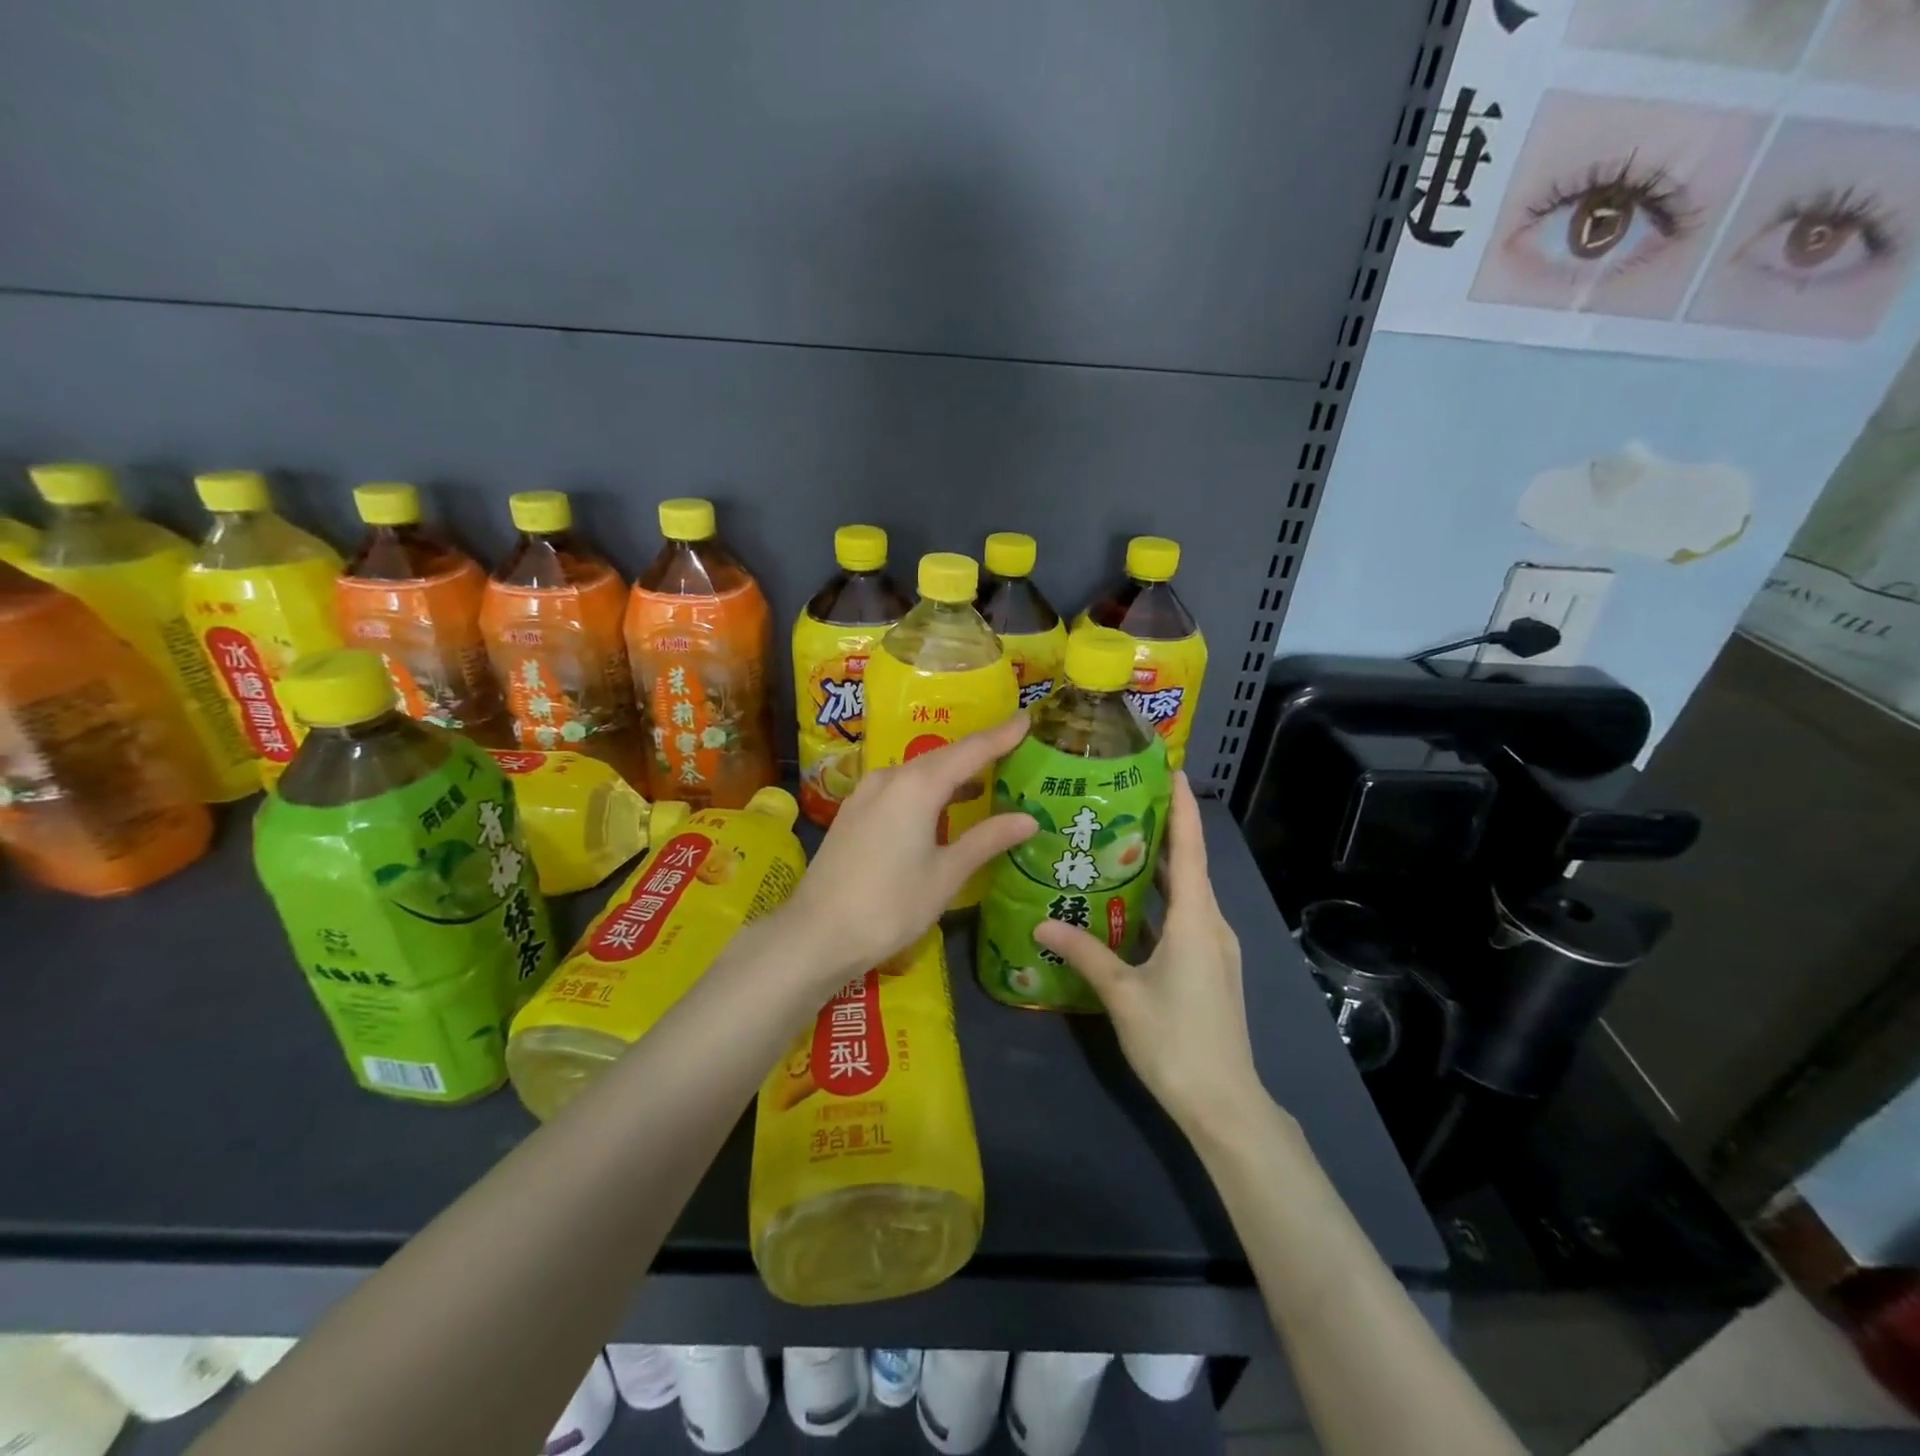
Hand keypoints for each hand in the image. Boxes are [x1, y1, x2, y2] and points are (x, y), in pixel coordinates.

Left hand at [782, 715, 1036, 990]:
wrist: (816, 934)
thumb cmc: (889, 905)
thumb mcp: (946, 875)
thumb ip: (986, 840)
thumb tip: (1028, 819)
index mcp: (916, 786)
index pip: (969, 751)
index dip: (1001, 735)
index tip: (1027, 719)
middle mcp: (889, 778)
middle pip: (942, 756)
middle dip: (978, 750)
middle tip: (1013, 744)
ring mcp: (866, 793)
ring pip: (918, 771)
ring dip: (952, 771)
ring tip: (987, 775)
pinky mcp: (854, 812)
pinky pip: (900, 786)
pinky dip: (928, 788)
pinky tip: (943, 804)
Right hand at [1035, 771, 1266, 1141]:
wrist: (1224, 1103)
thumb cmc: (1175, 1040)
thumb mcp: (1122, 993)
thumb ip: (1083, 952)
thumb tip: (1040, 924)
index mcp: (1194, 919)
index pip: (1189, 848)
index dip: (1182, 806)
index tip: (1171, 769)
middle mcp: (1211, 924)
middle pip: (1188, 865)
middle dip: (1161, 831)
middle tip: (1122, 802)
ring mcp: (1214, 948)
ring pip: (1186, 894)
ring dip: (1157, 869)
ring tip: (1117, 844)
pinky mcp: (1211, 968)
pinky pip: (1185, 919)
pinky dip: (1159, 901)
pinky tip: (1128, 905)